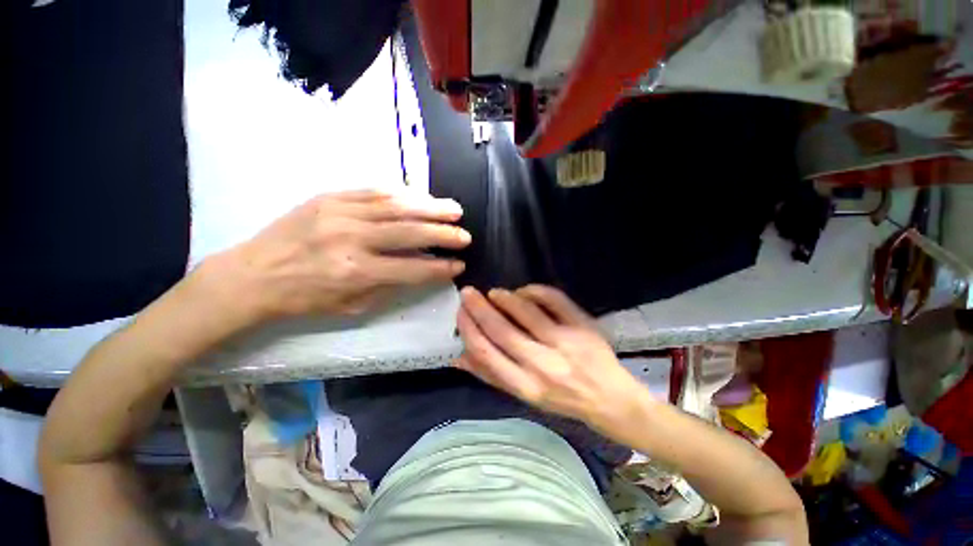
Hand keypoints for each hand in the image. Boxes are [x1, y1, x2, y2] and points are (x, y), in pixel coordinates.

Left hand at [216, 190, 470, 320]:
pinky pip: (375, 190)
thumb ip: (391, 285)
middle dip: (444, 234)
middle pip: (410, 232)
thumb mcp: (351, 305)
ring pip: (397, 205)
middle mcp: (352, 239)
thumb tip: (422, 269)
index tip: (460, 264)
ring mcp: (340, 212)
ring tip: (454, 209)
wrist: (253, 274)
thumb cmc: (305, 298)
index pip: (413, 268)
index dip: (440, 267)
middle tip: (465, 234)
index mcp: (357, 273)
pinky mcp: (330, 197)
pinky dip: (404, 193)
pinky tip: (421, 196)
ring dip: (431, 207)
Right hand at [454, 285, 648, 429]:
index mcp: (526, 386)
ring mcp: (565, 343)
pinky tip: (524, 291)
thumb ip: (491, 375)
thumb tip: (458, 357)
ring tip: (494, 293)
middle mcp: (543, 365)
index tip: (460, 313)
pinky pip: (554, 300)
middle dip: (479, 308)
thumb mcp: (524, 395)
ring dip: (505, 298)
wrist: (611, 399)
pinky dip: (535, 290)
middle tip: (468, 293)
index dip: (469, 329)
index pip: (487, 352)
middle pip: (502, 329)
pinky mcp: (582, 326)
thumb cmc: (562, 400)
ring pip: (526, 311)